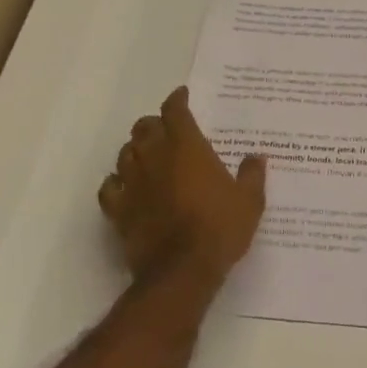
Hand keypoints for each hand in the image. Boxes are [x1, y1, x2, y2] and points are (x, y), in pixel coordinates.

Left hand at [97, 87, 265, 287]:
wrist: (182, 271)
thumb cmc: (220, 228)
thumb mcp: (250, 201)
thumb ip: (252, 175)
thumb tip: (256, 157)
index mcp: (187, 147)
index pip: (175, 111)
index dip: (177, 100)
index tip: (183, 96)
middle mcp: (155, 157)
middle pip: (145, 127)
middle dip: (155, 124)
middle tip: (167, 129)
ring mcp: (133, 183)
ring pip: (125, 153)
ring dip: (135, 149)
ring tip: (147, 155)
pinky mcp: (118, 210)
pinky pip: (109, 187)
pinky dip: (116, 182)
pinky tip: (124, 186)